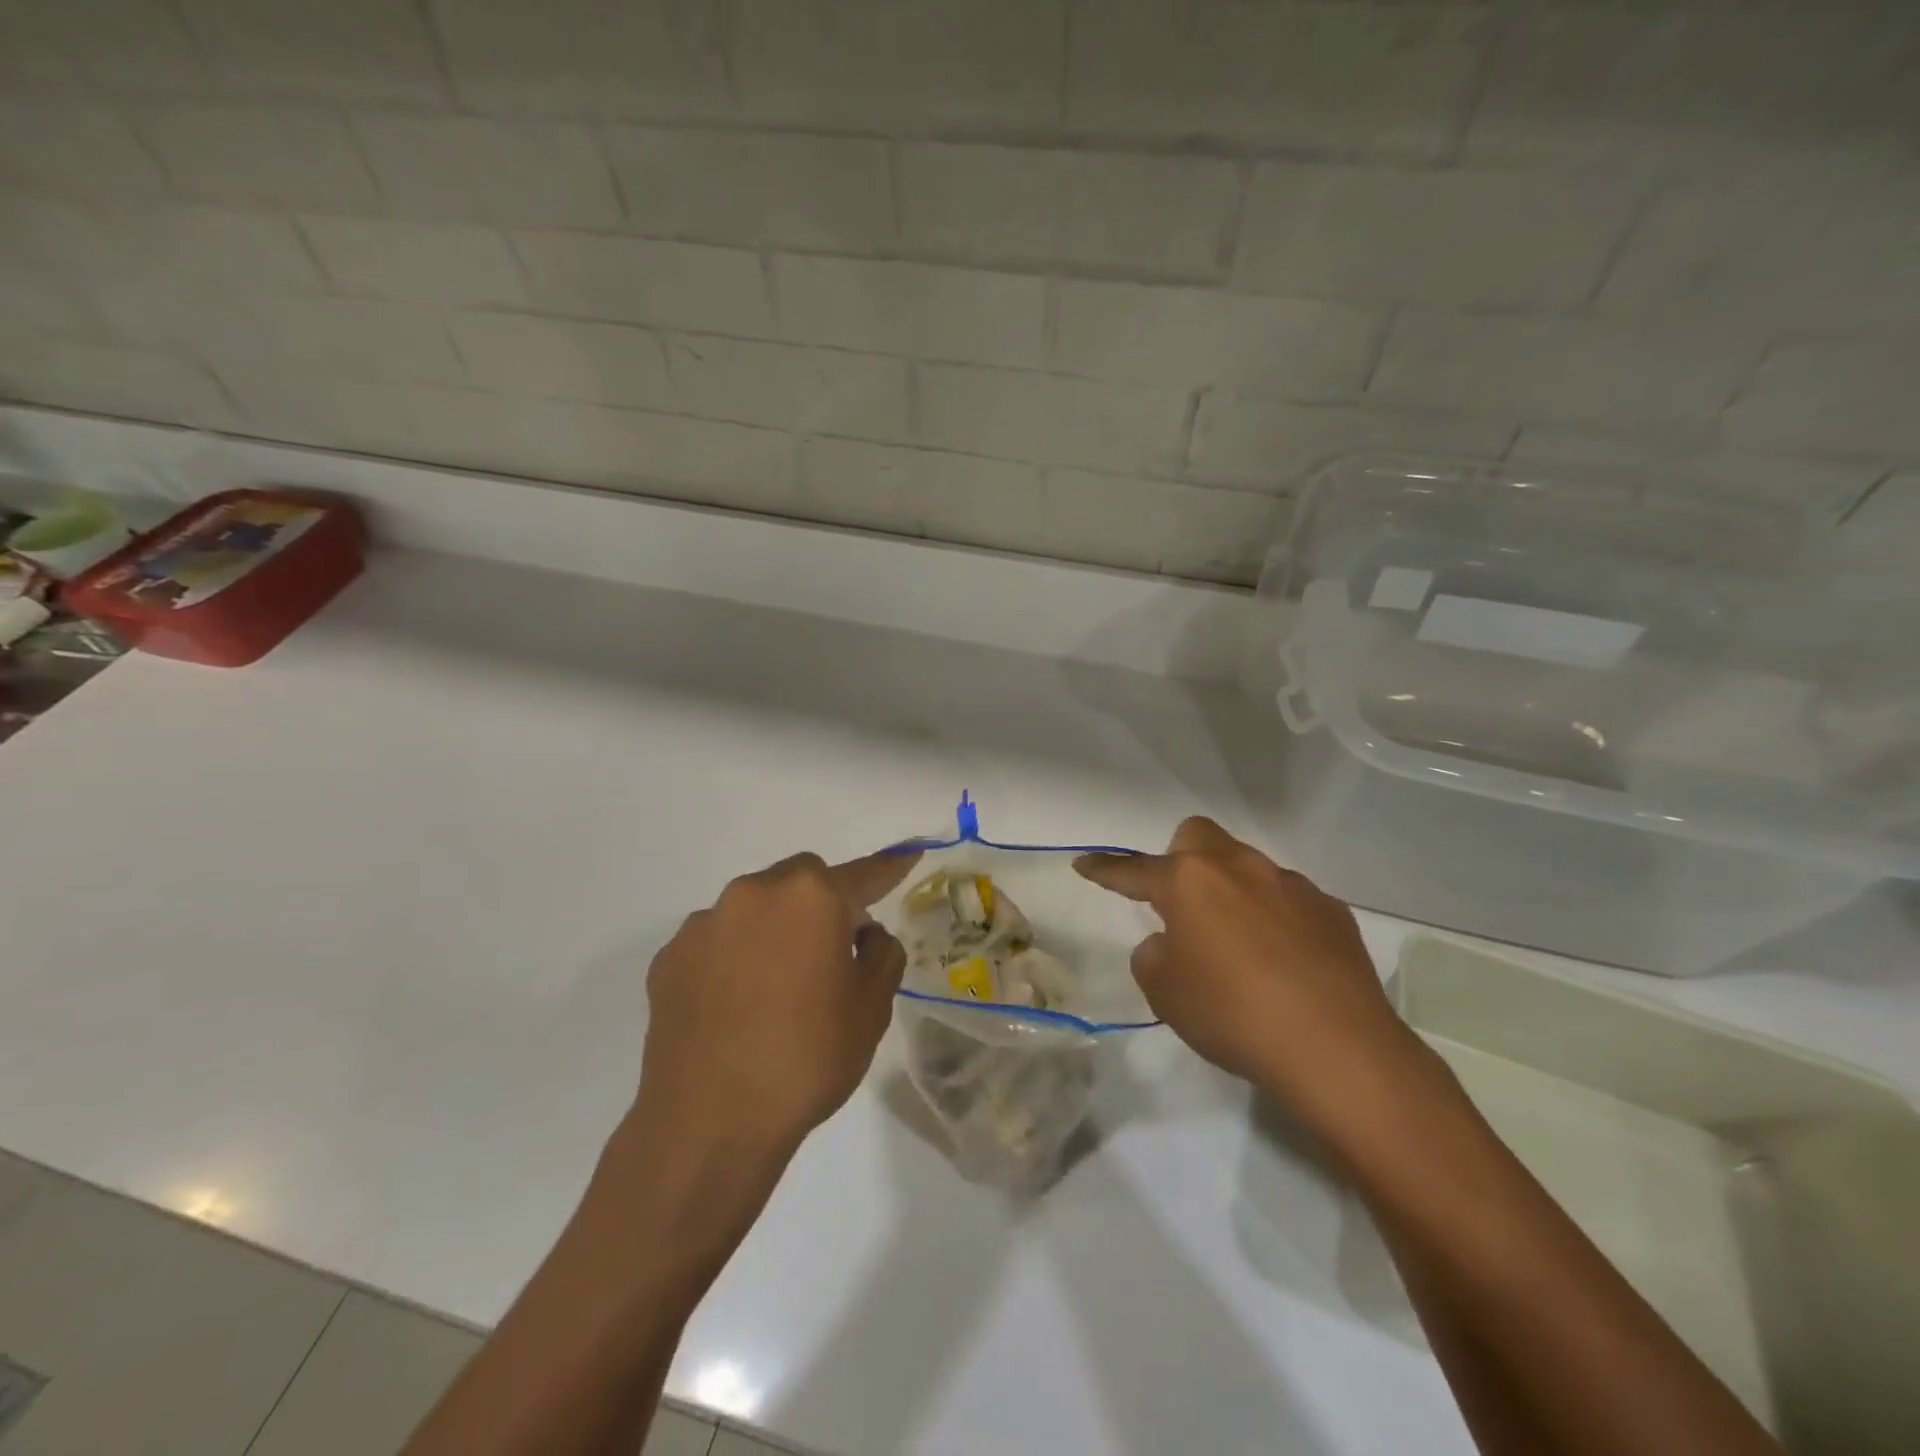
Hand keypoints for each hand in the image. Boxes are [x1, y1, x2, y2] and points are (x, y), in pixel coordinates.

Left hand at [631, 848, 920, 1170]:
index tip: (911, 852)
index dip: (888, 868)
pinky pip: (717, 943)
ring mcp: (704, 924)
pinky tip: (735, 1009)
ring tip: (775, 993)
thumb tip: (862, 933)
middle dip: (821, 905)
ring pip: (754, 909)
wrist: (710, 1124)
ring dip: (773, 931)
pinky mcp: (669, 958)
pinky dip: (733, 959)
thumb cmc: (807, 1059)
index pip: (862, 875)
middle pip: (800, 881)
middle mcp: (753, 894)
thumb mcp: (872, 1008)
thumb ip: (882, 954)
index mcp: (810, 898)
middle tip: (830, 957)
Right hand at [1075, 818, 1424, 1126]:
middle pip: (1197, 836)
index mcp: (1189, 882)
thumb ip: (1154, 954)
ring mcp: (1290, 884)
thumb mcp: (1165, 992)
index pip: (1133, 869)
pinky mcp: (1331, 910)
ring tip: (1238, 945)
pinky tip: (1284, 961)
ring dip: (1231, 891)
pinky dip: (1275, 918)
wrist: (1337, 1049)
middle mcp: (1239, 867)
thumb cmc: (1233, 1014)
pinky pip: (1289, 900)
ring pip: (1247, 866)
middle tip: (1180, 904)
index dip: (1105, 869)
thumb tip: (1173, 941)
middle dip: (1180, 859)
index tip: (1084, 864)